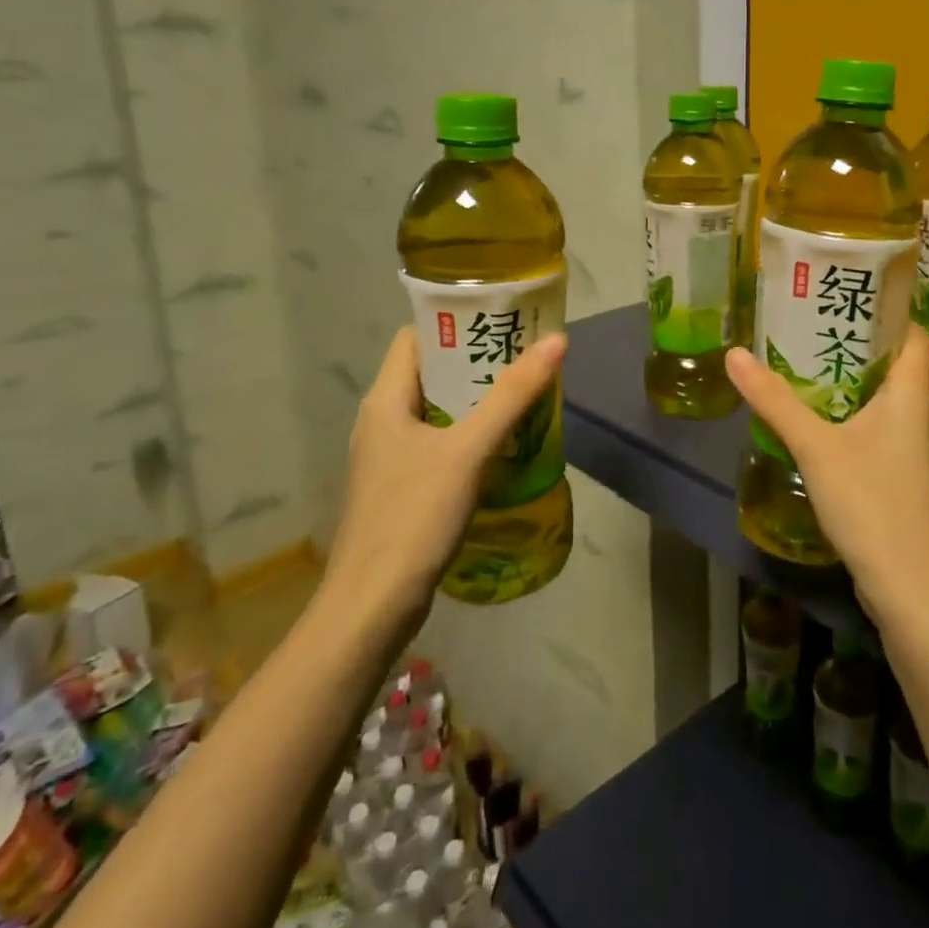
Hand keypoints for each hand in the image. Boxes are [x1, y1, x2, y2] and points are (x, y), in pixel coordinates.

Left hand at [321, 326, 567, 628]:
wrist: (372, 606)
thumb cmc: (414, 516)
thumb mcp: (468, 450)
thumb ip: (512, 395)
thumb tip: (556, 341)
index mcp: (385, 400)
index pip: (416, 338)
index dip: (455, 323)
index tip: (500, 320)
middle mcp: (381, 421)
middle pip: (431, 373)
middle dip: (476, 363)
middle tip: (525, 356)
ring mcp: (389, 458)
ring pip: (437, 411)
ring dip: (476, 401)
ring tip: (523, 394)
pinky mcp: (401, 488)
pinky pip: (439, 444)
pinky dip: (469, 435)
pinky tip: (503, 447)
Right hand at [726, 325, 928, 628]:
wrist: (914, 591)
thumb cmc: (873, 506)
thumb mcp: (816, 448)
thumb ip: (775, 401)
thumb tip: (736, 353)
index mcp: (910, 395)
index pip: (912, 333)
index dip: (887, 310)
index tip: (846, 295)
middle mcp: (921, 415)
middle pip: (897, 363)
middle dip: (858, 343)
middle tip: (811, 326)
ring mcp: (917, 450)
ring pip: (888, 399)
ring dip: (855, 381)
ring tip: (809, 367)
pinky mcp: (907, 478)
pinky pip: (883, 429)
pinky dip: (856, 415)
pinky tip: (824, 424)